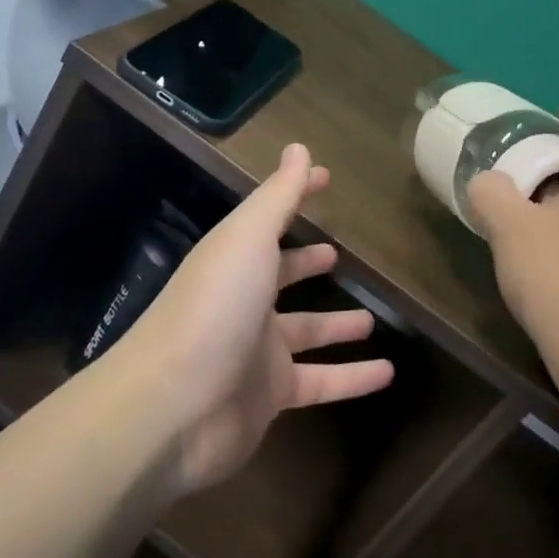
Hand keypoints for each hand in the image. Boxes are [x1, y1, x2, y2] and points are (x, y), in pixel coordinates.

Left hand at [116, 143, 394, 499]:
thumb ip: (278, 196)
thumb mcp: (248, 239)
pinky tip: (388, 373)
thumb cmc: (214, 308)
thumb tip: (300, 148)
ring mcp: (256, 352)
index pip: (271, 219)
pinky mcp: (270, 397)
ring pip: (307, 333)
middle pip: (282, 277)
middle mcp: (244, 301)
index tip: (326, 179)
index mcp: (236, 259)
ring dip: (338, 326)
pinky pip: (321, 382)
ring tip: (373, 320)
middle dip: (306, 264)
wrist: (170, 410)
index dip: (297, 196)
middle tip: (337, 255)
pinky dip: (353, 378)